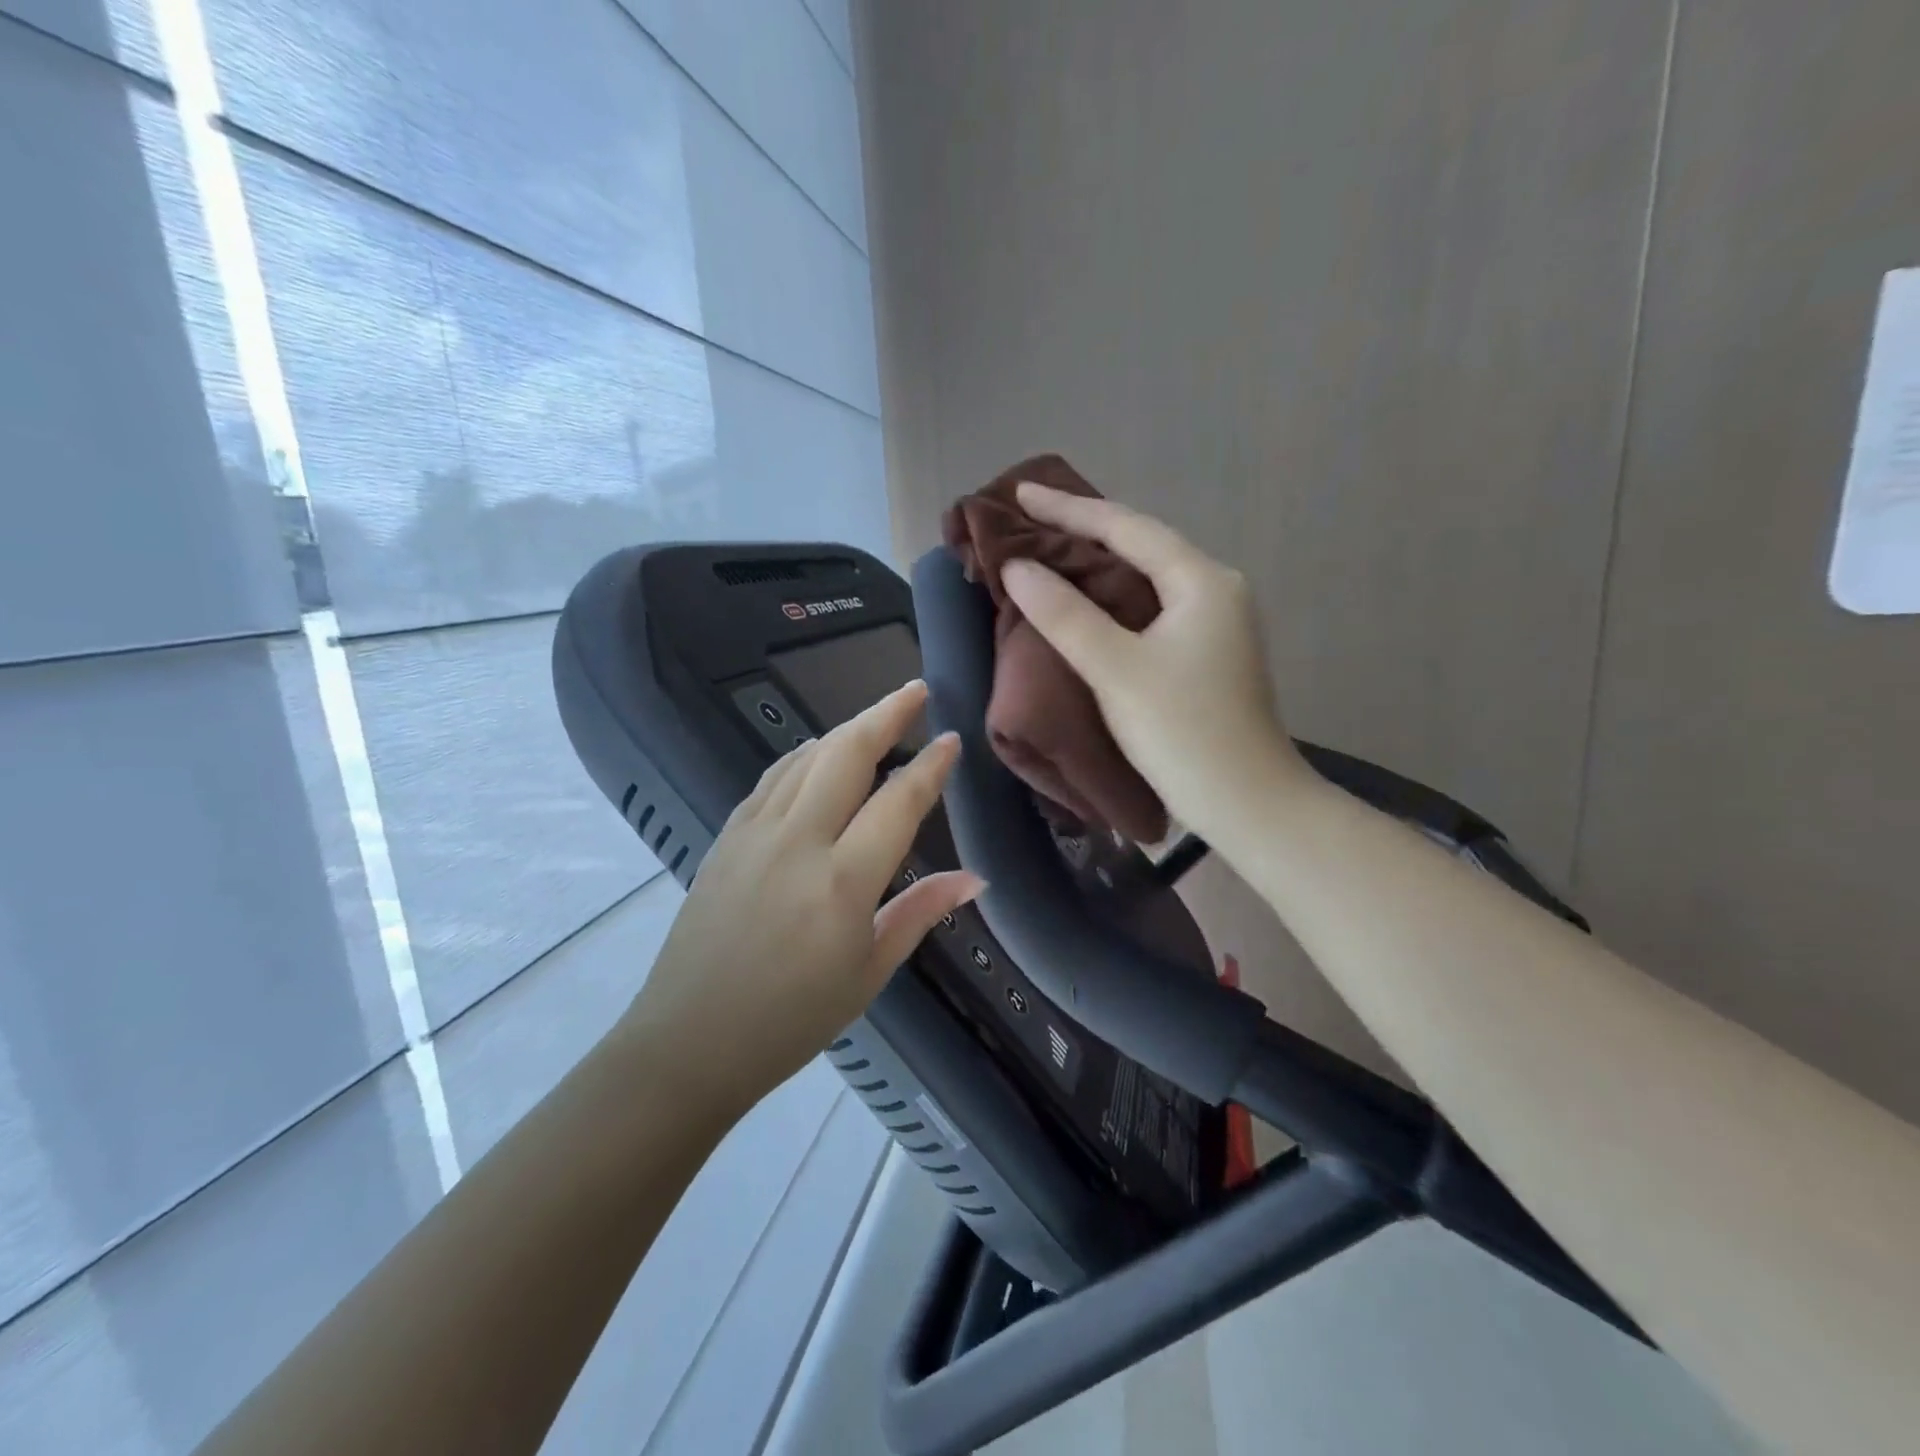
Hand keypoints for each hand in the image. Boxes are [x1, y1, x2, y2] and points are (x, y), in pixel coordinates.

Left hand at [620, 681, 981, 1114]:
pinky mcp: (726, 837)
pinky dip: (804, 756)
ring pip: (806, 757)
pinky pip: (772, 778)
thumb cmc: (791, 1019)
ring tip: (875, 718)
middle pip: (846, 754)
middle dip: (885, 714)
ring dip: (845, 729)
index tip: (951, 741)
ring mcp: (754, 833)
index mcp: (842, 882)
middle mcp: (798, 842)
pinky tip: (817, 756)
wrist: (689, 1040)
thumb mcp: (869, 973)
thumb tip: (975, 878)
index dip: (930, 766)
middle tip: (916, 690)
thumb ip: (920, 911)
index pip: (898, 802)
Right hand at [1001, 483, 1306, 839]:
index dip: (1069, 509)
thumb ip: (1065, 614)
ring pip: (1146, 578)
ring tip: (1049, 551)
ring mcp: (1216, 623)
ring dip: (1098, 565)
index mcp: (1202, 581)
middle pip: (1141, 545)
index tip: (1020, 493)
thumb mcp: (1116, 669)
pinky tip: (1086, 602)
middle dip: (1084, 531)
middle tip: (1029, 519)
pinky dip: (1113, 599)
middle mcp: (1215, 590)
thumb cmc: (1183, 731)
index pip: (1127, 528)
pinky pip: (1151, 608)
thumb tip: (1018, 567)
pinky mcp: (1206, 654)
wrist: (1247, 803)